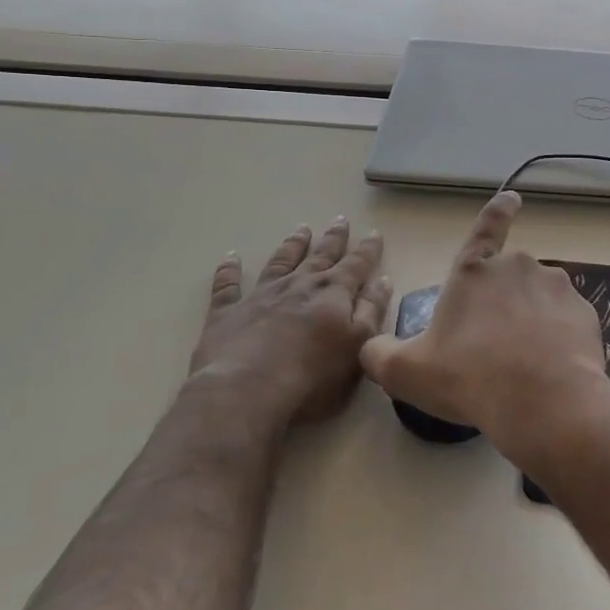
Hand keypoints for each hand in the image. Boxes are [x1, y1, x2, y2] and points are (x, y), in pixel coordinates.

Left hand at [189, 216, 390, 430]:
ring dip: (293, 245)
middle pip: (321, 255)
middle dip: (333, 238)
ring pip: (281, 261)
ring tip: (301, 229)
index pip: (356, 264)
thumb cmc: (311, 376)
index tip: (374, 233)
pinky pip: (228, 285)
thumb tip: (382, 280)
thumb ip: (372, 311)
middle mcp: (299, 285)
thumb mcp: (358, 346)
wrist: (246, 390)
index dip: (367, 249)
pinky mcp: (227, 311)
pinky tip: (231, 257)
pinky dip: (229, 270)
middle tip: (340, 219)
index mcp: (333, 293)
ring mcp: (262, 294)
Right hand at [360, 192, 609, 470]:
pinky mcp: (584, 312)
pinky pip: (566, 322)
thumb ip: (380, 355)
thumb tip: (370, 348)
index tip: (514, 197)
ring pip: (539, 301)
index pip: (485, 228)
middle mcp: (517, 266)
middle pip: (509, 280)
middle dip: (504, 305)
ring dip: (532, 322)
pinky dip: (558, 339)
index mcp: (474, 271)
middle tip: (494, 350)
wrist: (543, 402)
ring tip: (522, 365)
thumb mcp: (407, 372)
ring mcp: (555, 286)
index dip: (499, 211)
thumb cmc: (469, 378)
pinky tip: (550, 369)